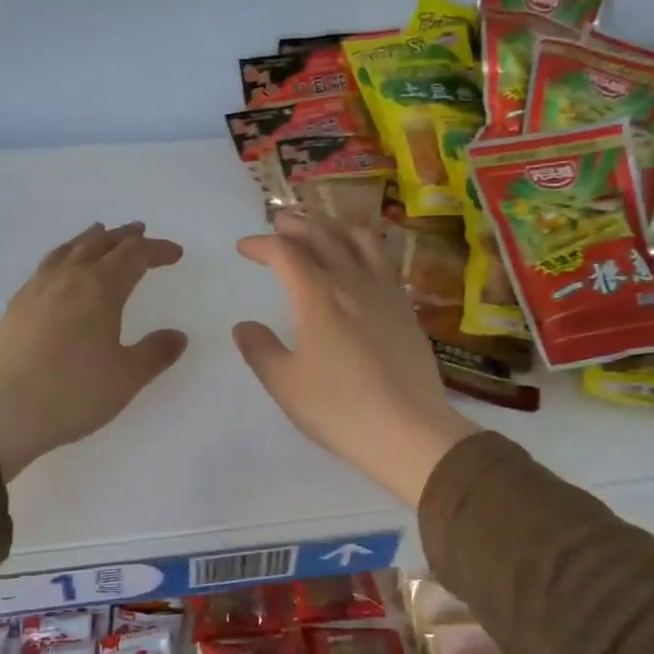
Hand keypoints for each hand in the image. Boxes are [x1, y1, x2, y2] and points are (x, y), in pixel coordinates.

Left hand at [0, 222, 186, 478]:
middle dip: (124, 238)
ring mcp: (36, 290)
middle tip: (140, 233)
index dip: (157, 251)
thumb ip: (155, 353)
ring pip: (68, 250)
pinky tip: (61, 271)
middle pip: (99, 244)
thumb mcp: (126, 378)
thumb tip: (178, 335)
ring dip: (90, 240)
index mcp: (100, 289)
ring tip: (99, 234)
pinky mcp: (15, 307)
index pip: (134, 257)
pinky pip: (46, 266)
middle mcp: (68, 279)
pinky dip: (64, 256)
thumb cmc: (72, 393)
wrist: (0, 413)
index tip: (175, 253)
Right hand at [234, 212, 479, 505]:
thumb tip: (244, 326)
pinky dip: (367, 246)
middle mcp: (352, 283)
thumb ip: (260, 349)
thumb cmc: (339, 409)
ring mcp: (385, 293)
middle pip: (323, 235)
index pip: (285, 253)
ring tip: (322, 227)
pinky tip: (363, 258)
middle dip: (296, 224)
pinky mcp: (406, 309)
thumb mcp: (285, 384)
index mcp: (318, 297)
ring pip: (360, 239)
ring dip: (334, 225)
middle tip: (278, 223)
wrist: (409, 431)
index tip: (244, 248)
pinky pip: (385, 261)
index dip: (262, 244)